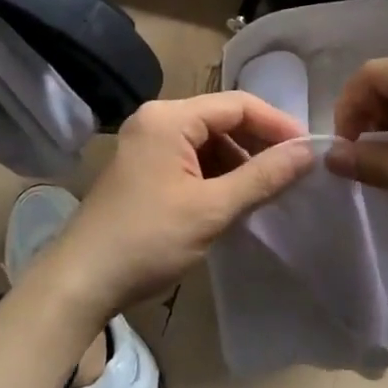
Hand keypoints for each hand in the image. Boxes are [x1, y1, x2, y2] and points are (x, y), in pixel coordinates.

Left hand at [36, 93, 314, 324]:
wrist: (80, 283)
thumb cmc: (148, 239)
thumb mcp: (212, 208)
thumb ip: (263, 176)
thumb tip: (308, 152)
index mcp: (169, 118)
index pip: (237, 104)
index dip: (277, 124)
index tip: (308, 149)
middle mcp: (156, 120)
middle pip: (222, 119)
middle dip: (259, 142)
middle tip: (293, 170)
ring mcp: (146, 143)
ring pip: (208, 140)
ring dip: (240, 160)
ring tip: (269, 187)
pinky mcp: (143, 167)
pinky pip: (191, 157)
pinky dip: (218, 173)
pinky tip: (235, 196)